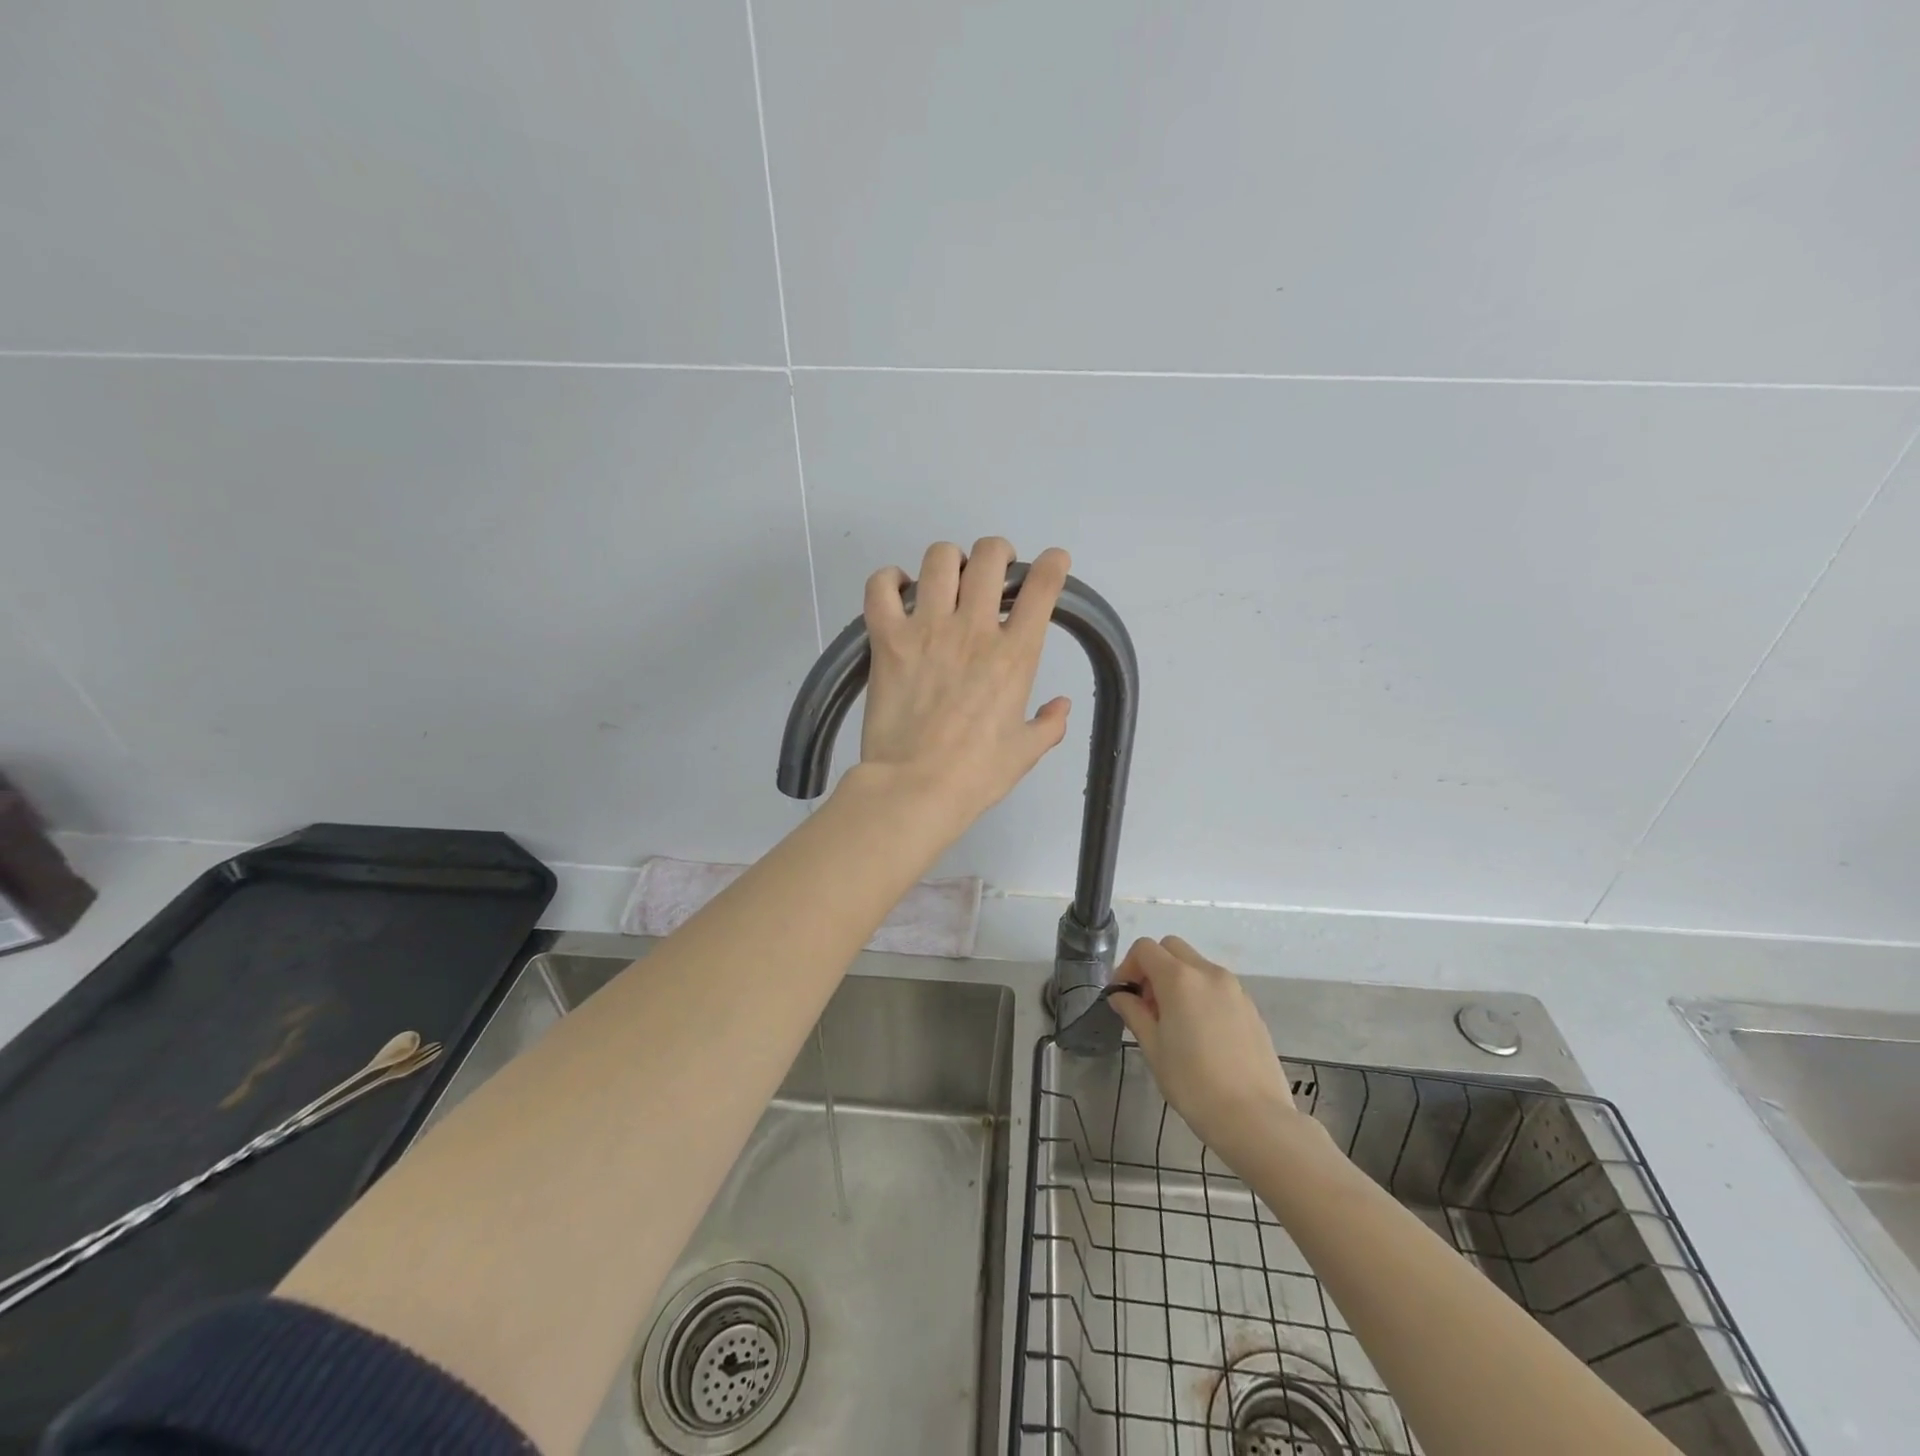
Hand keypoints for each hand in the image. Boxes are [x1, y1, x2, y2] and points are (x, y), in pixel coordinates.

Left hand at [852, 538, 1071, 831]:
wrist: (916, 788)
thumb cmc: (976, 774)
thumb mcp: (1025, 752)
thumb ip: (1049, 724)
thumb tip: (1061, 706)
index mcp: (1015, 654)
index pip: (1043, 587)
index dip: (1053, 565)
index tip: (1052, 563)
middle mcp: (974, 629)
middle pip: (990, 556)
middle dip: (997, 553)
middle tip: (992, 571)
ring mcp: (927, 629)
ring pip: (940, 558)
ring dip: (949, 560)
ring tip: (946, 579)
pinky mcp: (887, 639)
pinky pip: (881, 587)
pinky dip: (889, 579)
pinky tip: (898, 589)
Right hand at [1107, 937, 1307, 1166]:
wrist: (1254, 1118)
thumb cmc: (1193, 1084)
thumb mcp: (1153, 1049)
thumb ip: (1134, 1013)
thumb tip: (1121, 995)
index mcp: (1179, 979)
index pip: (1145, 949)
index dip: (1127, 966)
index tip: (1124, 996)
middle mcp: (1208, 973)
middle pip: (1172, 948)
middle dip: (1153, 967)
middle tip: (1147, 1005)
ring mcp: (1234, 988)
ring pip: (1196, 965)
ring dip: (1177, 979)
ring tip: (1174, 1022)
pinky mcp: (1250, 1007)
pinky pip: (1217, 985)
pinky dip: (1200, 993)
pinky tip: (1200, 1033)